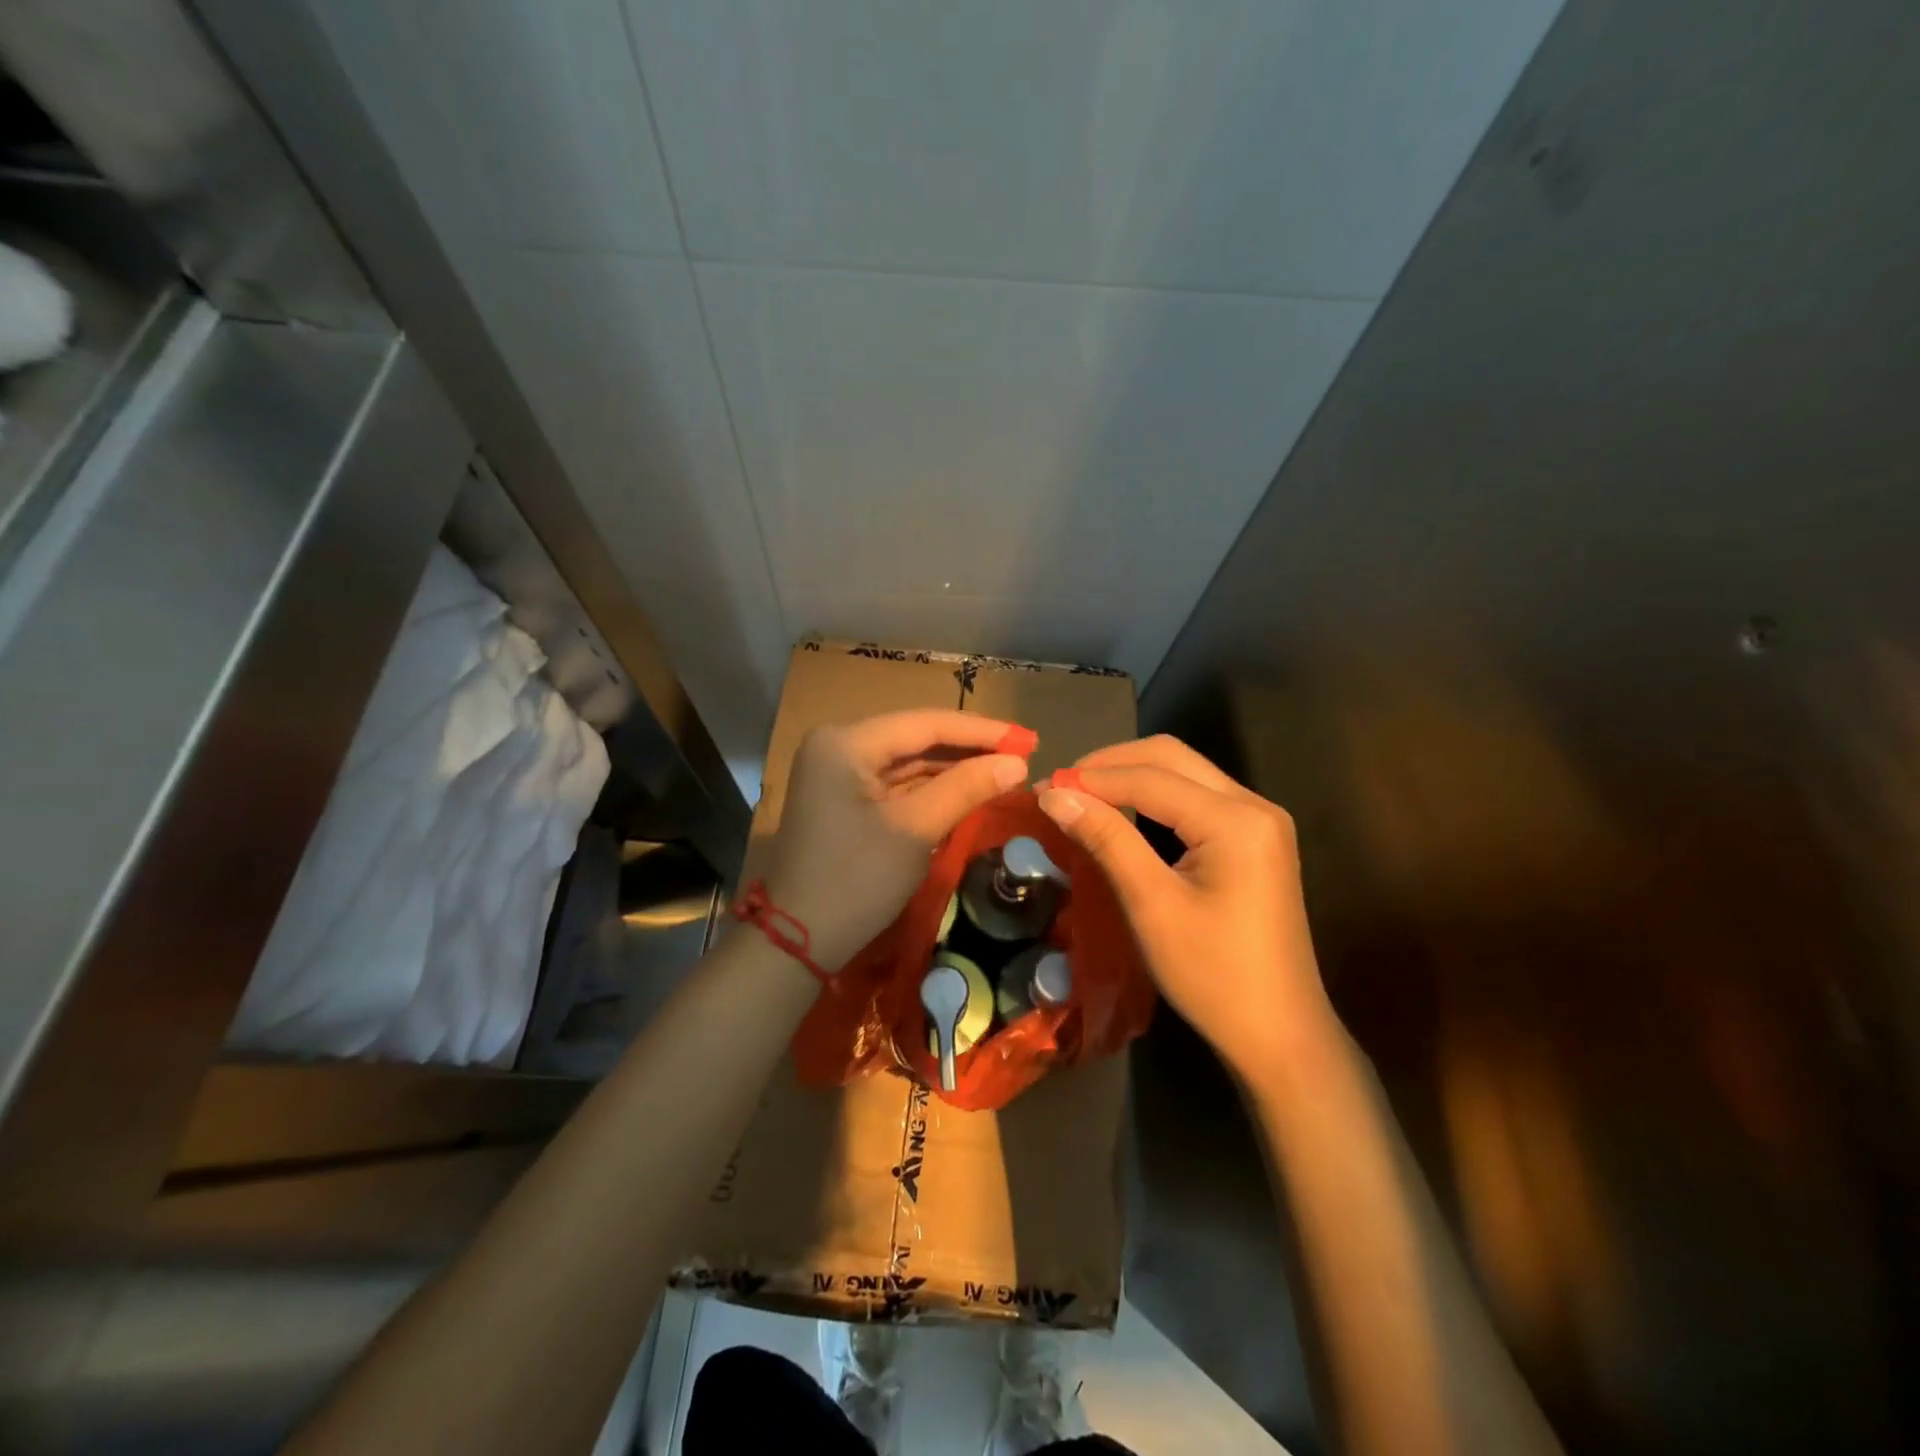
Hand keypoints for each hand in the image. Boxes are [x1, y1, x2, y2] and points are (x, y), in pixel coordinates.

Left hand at [764, 710, 1031, 970]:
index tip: (1029, 739)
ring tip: (1005, 770)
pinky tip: (968, 788)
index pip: (925, 724)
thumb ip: (966, 788)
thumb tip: (1019, 764)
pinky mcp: (843, 799)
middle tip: (1023, 754)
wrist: (797, 942)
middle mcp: (838, 745)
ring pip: (907, 761)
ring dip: (953, 767)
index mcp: (846, 742)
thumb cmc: (855, 880)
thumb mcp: (915, 831)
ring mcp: (837, 772)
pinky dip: (931, 787)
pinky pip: (895, 783)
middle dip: (969, 748)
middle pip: (916, 738)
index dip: (982, 731)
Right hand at [1036, 735, 1331, 1074]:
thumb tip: (1054, 794)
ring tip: (1083, 796)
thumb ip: (1106, 839)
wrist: (1280, 1034)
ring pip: (1185, 772)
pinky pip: (1197, 797)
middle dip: (1111, 765)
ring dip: (1131, 776)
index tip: (1041, 788)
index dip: (1091, 778)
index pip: (1150, 777)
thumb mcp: (1151, 905)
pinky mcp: (1256, 839)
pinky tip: (1124, 813)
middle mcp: (1254, 805)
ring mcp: (1260, 820)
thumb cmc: (1212, 975)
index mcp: (1235, 819)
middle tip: (1062, 787)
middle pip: (1171, 757)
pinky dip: (1155, 796)